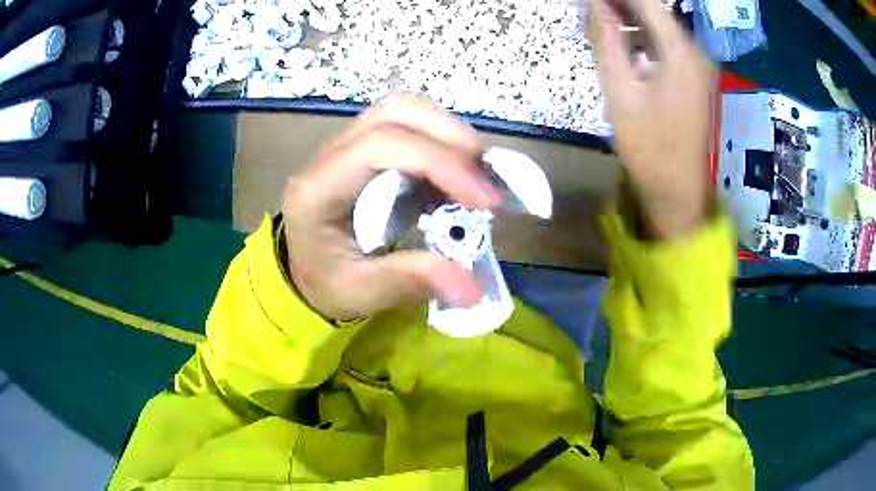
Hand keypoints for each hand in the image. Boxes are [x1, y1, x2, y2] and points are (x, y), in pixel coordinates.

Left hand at [282, 96, 503, 319]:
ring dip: (448, 133)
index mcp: (318, 189)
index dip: (441, 163)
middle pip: (394, 112)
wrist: (303, 270)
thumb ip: (411, 281)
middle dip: (451, 138)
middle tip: (487, 183)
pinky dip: (442, 140)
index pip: (381, 146)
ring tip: (476, 174)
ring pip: (403, 109)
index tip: (486, 201)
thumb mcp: (362, 292)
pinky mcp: (364, 146)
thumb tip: (472, 288)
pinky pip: (408, 124)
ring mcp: (347, 143)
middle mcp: (330, 154)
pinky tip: (456, 174)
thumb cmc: (325, 282)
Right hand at [589, 0, 715, 238]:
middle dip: (619, 5)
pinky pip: (662, 46)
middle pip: (653, 11)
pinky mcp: (691, 78)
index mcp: (680, 51)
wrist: (678, 192)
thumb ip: (607, 40)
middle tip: (587, 11)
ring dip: (627, 20)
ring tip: (596, 22)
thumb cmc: (649, 147)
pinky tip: (618, 43)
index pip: (646, 1)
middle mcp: (694, 52)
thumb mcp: (620, 90)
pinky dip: (639, 39)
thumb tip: (594, 3)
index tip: (590, 1)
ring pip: (657, 28)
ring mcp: (695, 66)